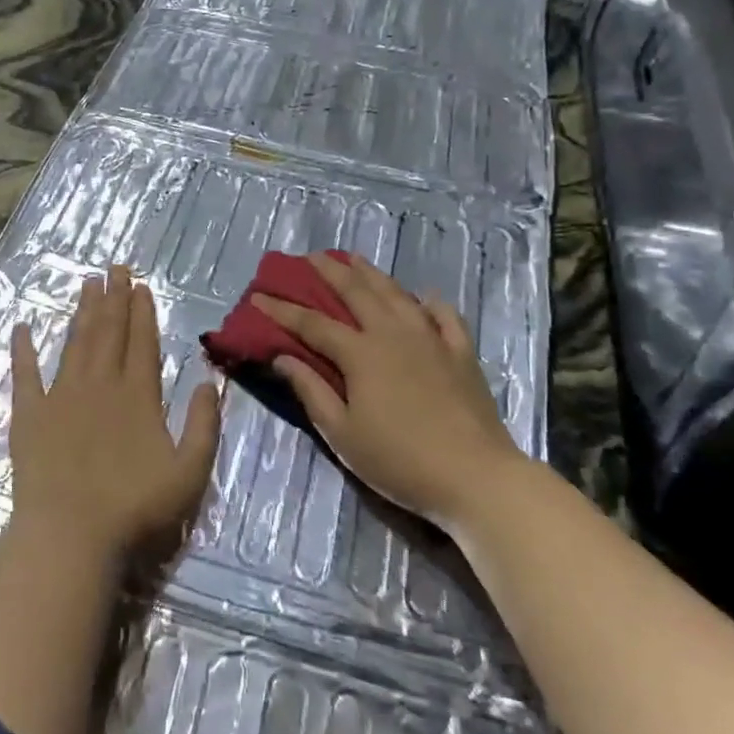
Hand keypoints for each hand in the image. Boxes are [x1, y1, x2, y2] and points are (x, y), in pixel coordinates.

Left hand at [9, 265, 221, 564]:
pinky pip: (25, 375)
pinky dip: (23, 350)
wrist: (70, 536)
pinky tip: (22, 327)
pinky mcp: (30, 415)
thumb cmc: (135, 509)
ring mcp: (61, 397)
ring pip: (75, 343)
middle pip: (109, 332)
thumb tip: (208, 381)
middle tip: (115, 268)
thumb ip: (203, 424)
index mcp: (138, 395)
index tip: (141, 286)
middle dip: (114, 298)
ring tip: (87, 283)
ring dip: (82, 312)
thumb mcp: (189, 472)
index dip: (143, 312)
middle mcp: (100, 384)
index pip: (142, 342)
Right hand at [252, 252, 525, 528]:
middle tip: (310, 257)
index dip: (282, 309)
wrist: (474, 476)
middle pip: (356, 292)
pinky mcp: (461, 352)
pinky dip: (430, 302)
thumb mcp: (343, 434)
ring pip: (396, 294)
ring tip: (355, 259)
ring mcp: (431, 339)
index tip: (258, 296)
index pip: (312, 324)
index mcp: (360, 353)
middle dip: (329, 272)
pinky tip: (424, 297)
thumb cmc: (399, 460)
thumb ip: (311, 391)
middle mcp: (393, 333)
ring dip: (372, 274)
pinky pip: (444, 316)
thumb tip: (282, 357)